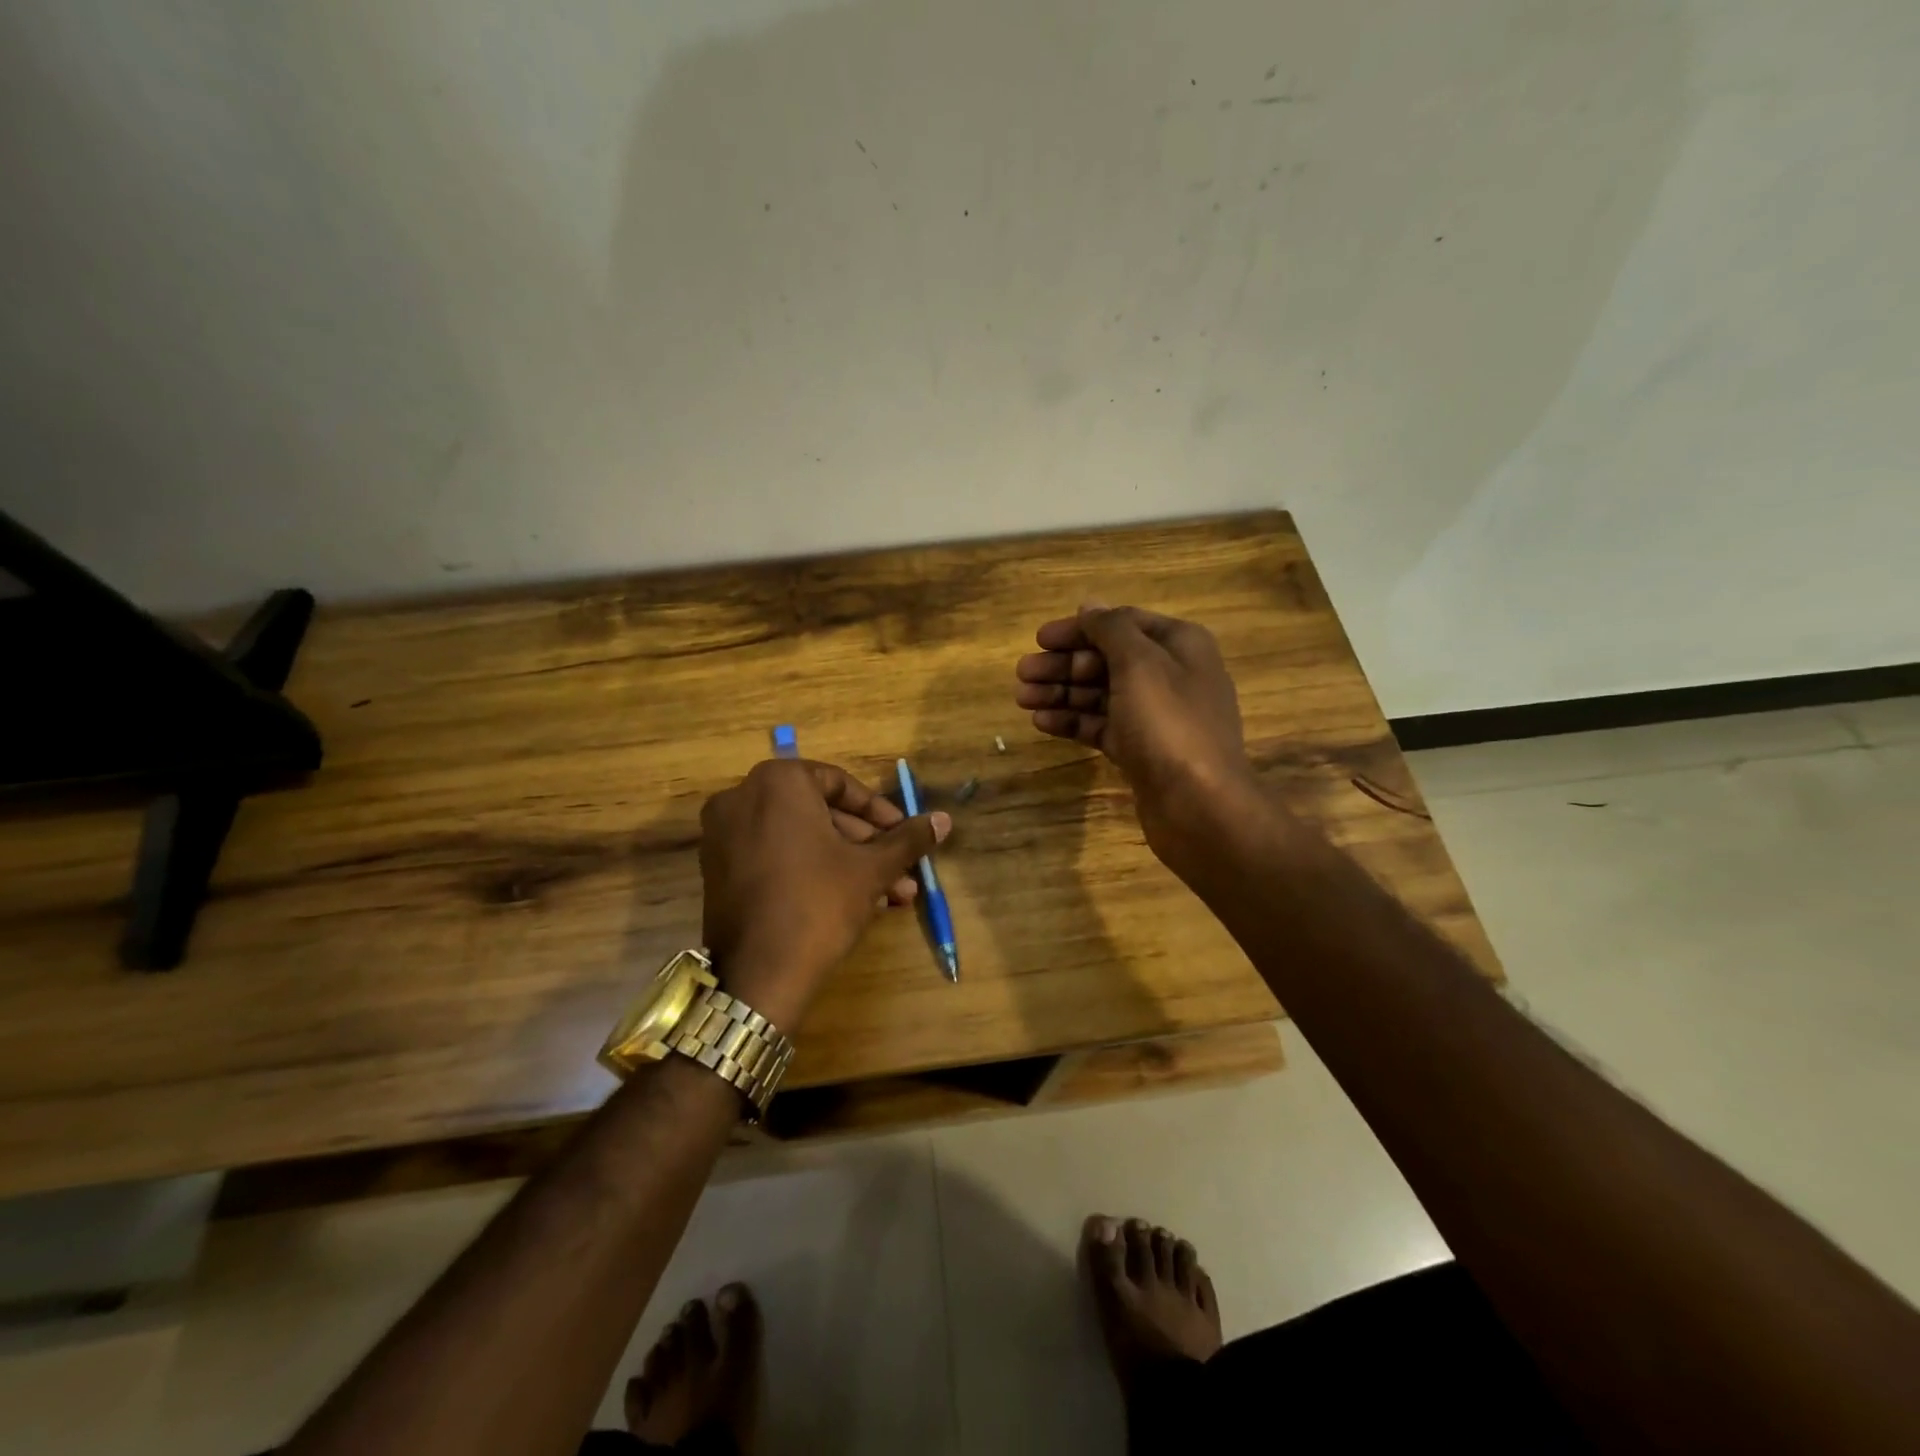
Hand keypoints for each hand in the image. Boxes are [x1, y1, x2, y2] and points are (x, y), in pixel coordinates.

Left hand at [698, 759, 949, 1029]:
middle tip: (900, 870)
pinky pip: (775, 856)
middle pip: (819, 812)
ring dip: (845, 862)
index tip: (903, 834)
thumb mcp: (871, 869)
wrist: (758, 976)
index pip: (839, 784)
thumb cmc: (819, 904)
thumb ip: (907, 839)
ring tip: (889, 895)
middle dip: (865, 844)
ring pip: (800, 838)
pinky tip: (851, 901)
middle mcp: (742, 797)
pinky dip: (810, 870)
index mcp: (778, 782)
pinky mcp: (717, 869)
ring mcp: (723, 834)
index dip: (879, 811)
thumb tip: (943, 819)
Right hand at [1015, 603, 1255, 856]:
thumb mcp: (1139, 664)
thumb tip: (1090, 605)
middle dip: (1064, 665)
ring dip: (1061, 693)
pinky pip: (1102, 726)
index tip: (1039, 639)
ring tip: (1022, 699)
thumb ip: (1111, 629)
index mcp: (1179, 646)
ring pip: (1101, 695)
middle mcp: (1170, 676)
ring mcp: (1156, 717)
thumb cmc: (1169, 724)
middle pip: (1107, 660)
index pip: (1121, 624)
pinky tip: (1041, 723)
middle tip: (1022, 674)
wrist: (1199, 806)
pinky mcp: (1141, 751)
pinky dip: (1073, 722)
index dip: (1079, 629)